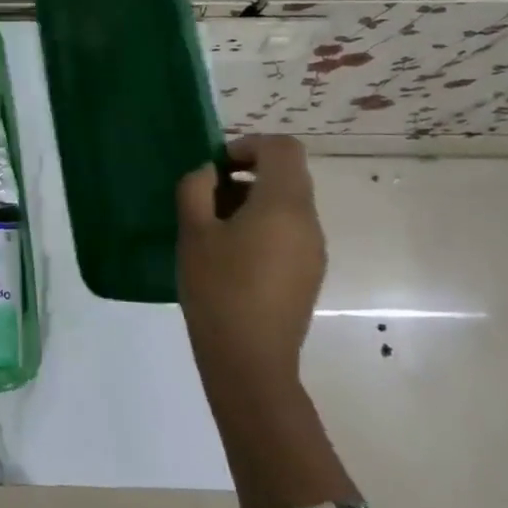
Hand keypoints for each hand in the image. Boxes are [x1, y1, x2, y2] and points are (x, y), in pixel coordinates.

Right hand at [175, 135, 325, 382]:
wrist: (250, 361)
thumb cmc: (218, 289)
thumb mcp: (193, 232)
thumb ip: (195, 189)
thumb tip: (207, 173)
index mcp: (284, 204)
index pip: (283, 148)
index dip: (248, 145)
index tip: (216, 166)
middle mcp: (308, 221)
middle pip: (287, 175)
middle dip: (246, 174)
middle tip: (206, 196)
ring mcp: (313, 250)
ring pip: (287, 204)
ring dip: (252, 201)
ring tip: (213, 228)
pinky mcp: (309, 274)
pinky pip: (289, 231)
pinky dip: (262, 226)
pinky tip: (231, 256)